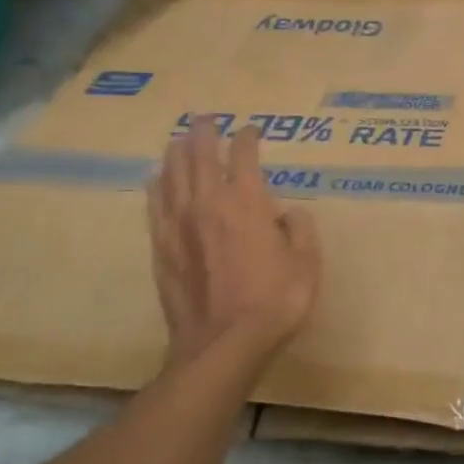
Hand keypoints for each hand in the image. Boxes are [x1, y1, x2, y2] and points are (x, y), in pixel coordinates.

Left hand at [148, 118, 320, 371]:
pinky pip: (155, 205)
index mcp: (247, 203)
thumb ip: (301, 230)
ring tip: (179, 140)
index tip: (251, 131)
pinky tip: (156, 179)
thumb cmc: (274, 303)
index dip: (247, 139)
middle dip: (204, 133)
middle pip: (200, 156)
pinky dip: (157, 186)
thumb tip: (289, 213)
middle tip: (206, 119)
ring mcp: (179, 225)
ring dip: (177, 153)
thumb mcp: (307, 265)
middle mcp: (209, 204)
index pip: (243, 157)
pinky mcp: (161, 247)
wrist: (223, 344)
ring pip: (172, 175)